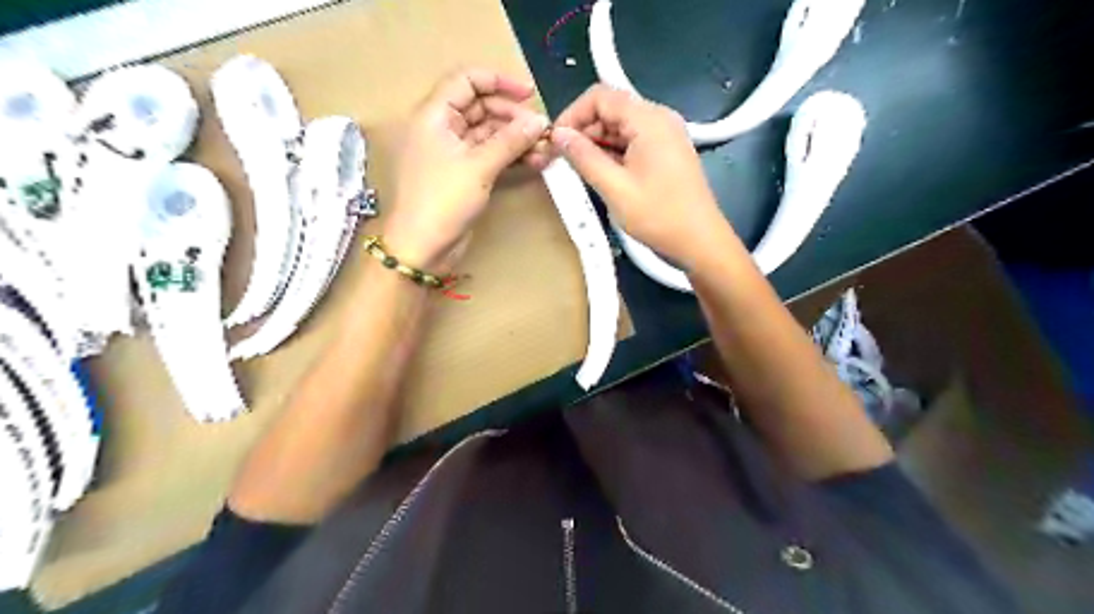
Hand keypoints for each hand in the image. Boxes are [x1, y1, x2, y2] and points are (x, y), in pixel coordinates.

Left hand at [387, 68, 555, 268]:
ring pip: (490, 134)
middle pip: (482, 107)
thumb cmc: (442, 200)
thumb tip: (539, 121)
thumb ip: (510, 140)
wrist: (423, 247)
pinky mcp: (465, 174)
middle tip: (542, 132)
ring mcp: (455, 153)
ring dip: (517, 139)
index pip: (467, 80)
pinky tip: (535, 162)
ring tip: (545, 150)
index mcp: (435, 115)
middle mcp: (443, 128)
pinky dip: (511, 156)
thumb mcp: (478, 166)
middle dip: (514, 117)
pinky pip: (490, 155)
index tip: (529, 93)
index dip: (499, 81)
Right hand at [547, 84, 734, 268]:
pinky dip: (613, 153)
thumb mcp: (614, 188)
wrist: (700, 242)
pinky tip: (602, 174)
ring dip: (597, 144)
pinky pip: (633, 141)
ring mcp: (666, 135)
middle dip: (583, 131)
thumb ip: (584, 157)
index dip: (572, 114)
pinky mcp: (667, 152)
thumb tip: (558, 135)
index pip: (600, 96)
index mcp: (649, 120)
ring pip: (620, 127)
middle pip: (611, 109)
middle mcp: (659, 118)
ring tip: (579, 171)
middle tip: (563, 160)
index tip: (554, 141)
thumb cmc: (659, 216)